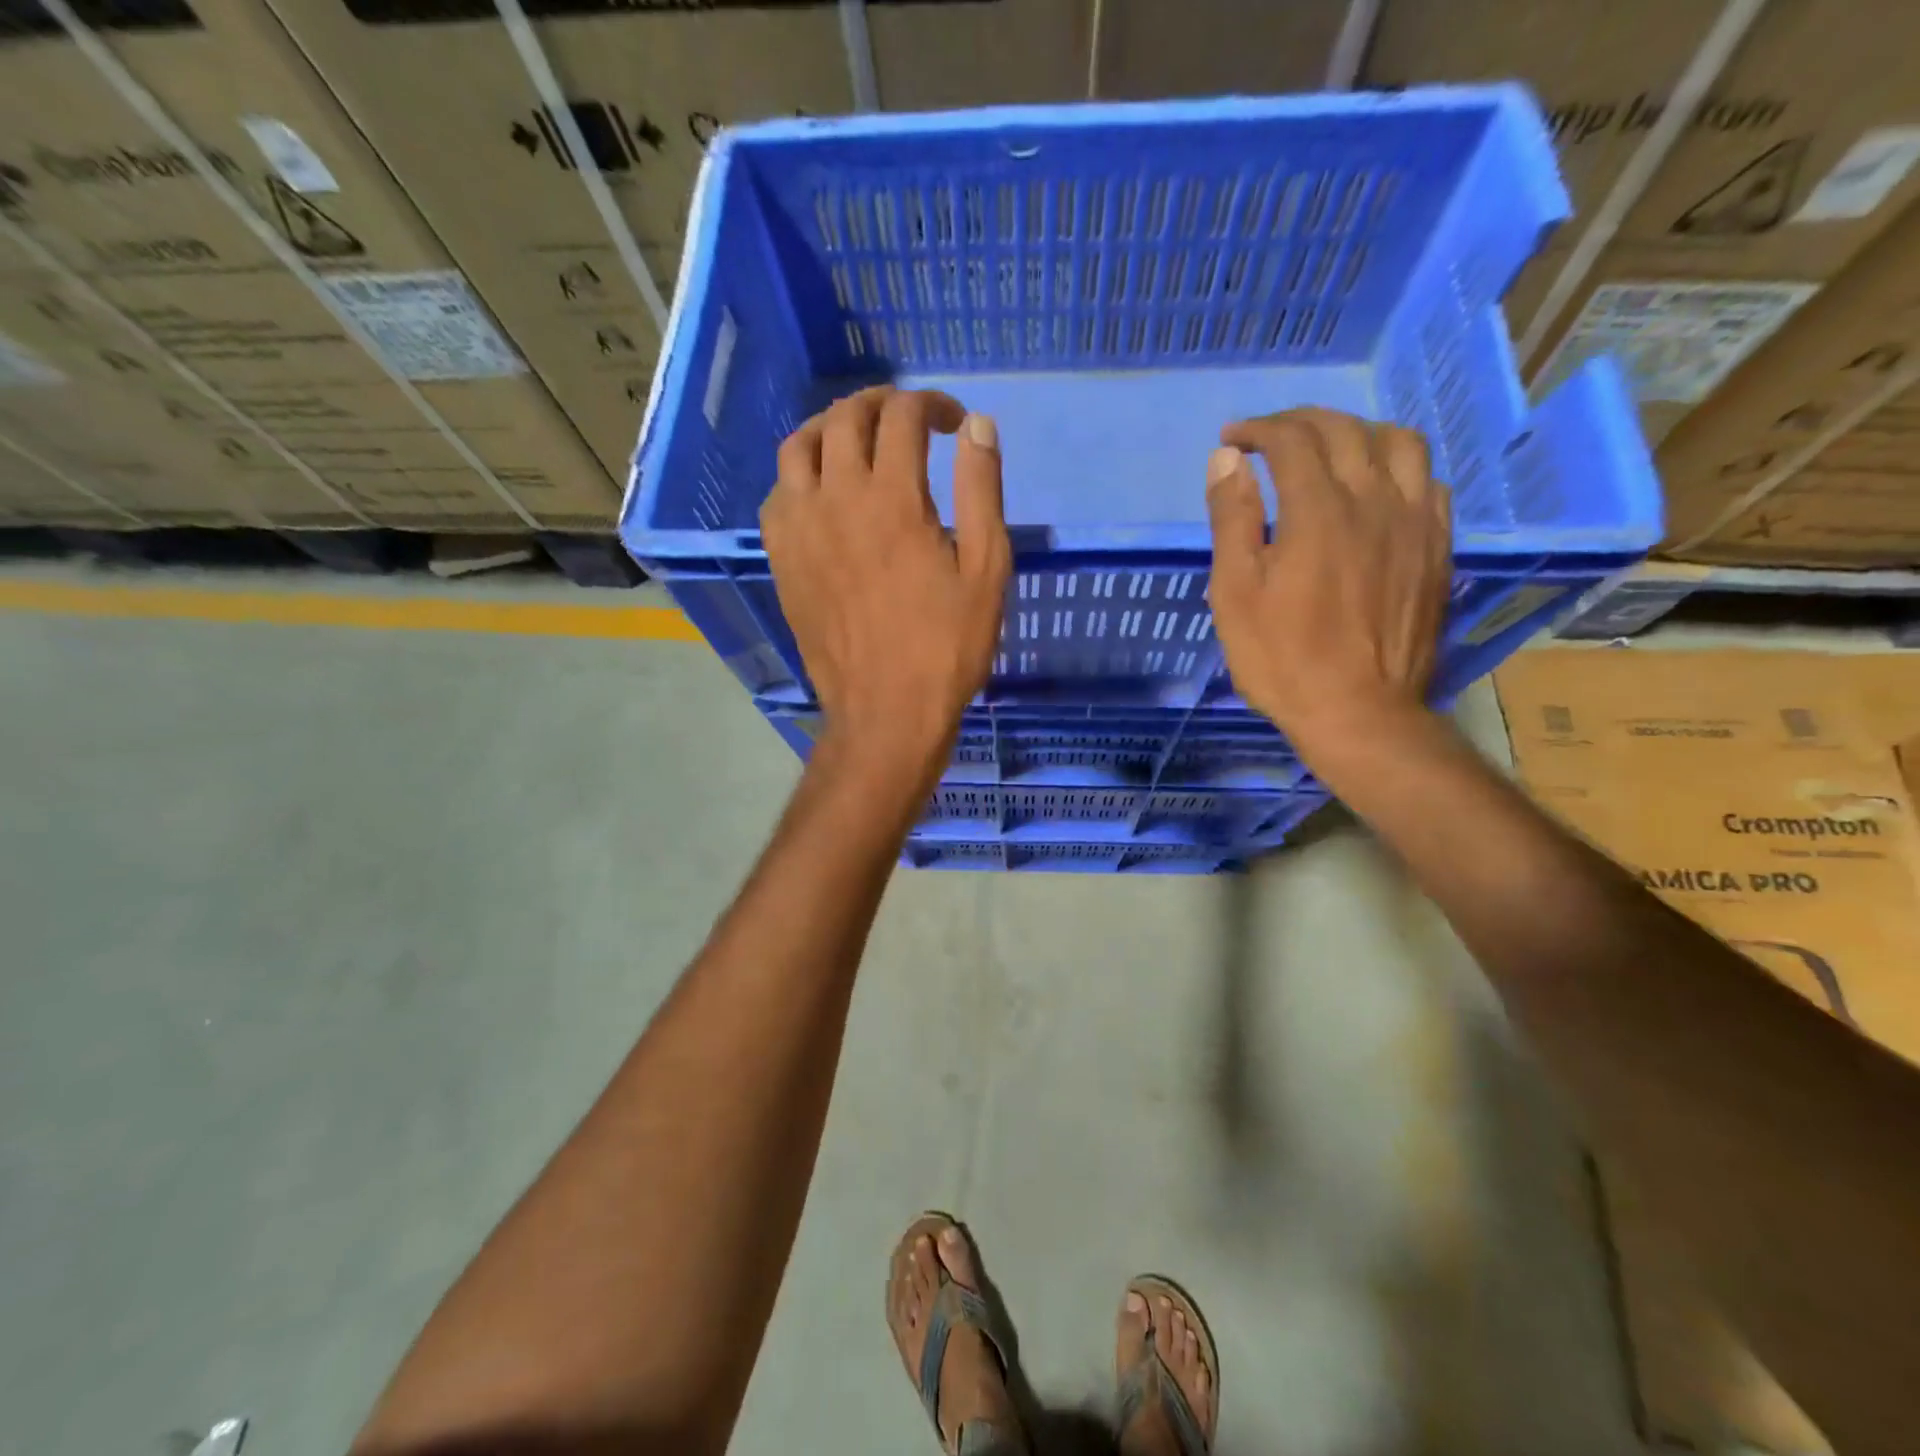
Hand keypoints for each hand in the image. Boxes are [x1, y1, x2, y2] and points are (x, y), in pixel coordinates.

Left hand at [762, 386, 1010, 782]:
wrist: (885, 711)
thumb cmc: (947, 647)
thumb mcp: (986, 571)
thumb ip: (982, 491)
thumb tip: (978, 426)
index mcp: (893, 499)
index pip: (903, 417)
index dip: (932, 405)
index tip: (954, 424)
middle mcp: (837, 500)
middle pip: (845, 419)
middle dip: (881, 404)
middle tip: (908, 419)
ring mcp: (800, 529)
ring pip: (798, 446)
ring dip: (831, 428)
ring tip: (857, 440)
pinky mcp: (781, 559)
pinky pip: (777, 494)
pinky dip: (800, 474)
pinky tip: (822, 491)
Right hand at [1205, 407, 1451, 760]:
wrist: (1358, 712)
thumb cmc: (1282, 658)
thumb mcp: (1235, 594)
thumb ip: (1233, 520)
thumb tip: (1228, 460)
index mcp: (1318, 511)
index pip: (1291, 441)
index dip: (1258, 430)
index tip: (1232, 440)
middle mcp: (1374, 500)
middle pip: (1345, 431)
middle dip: (1300, 422)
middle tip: (1269, 437)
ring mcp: (1414, 523)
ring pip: (1399, 444)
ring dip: (1357, 432)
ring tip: (1330, 448)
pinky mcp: (1437, 549)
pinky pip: (1429, 482)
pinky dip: (1397, 467)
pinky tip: (1378, 487)